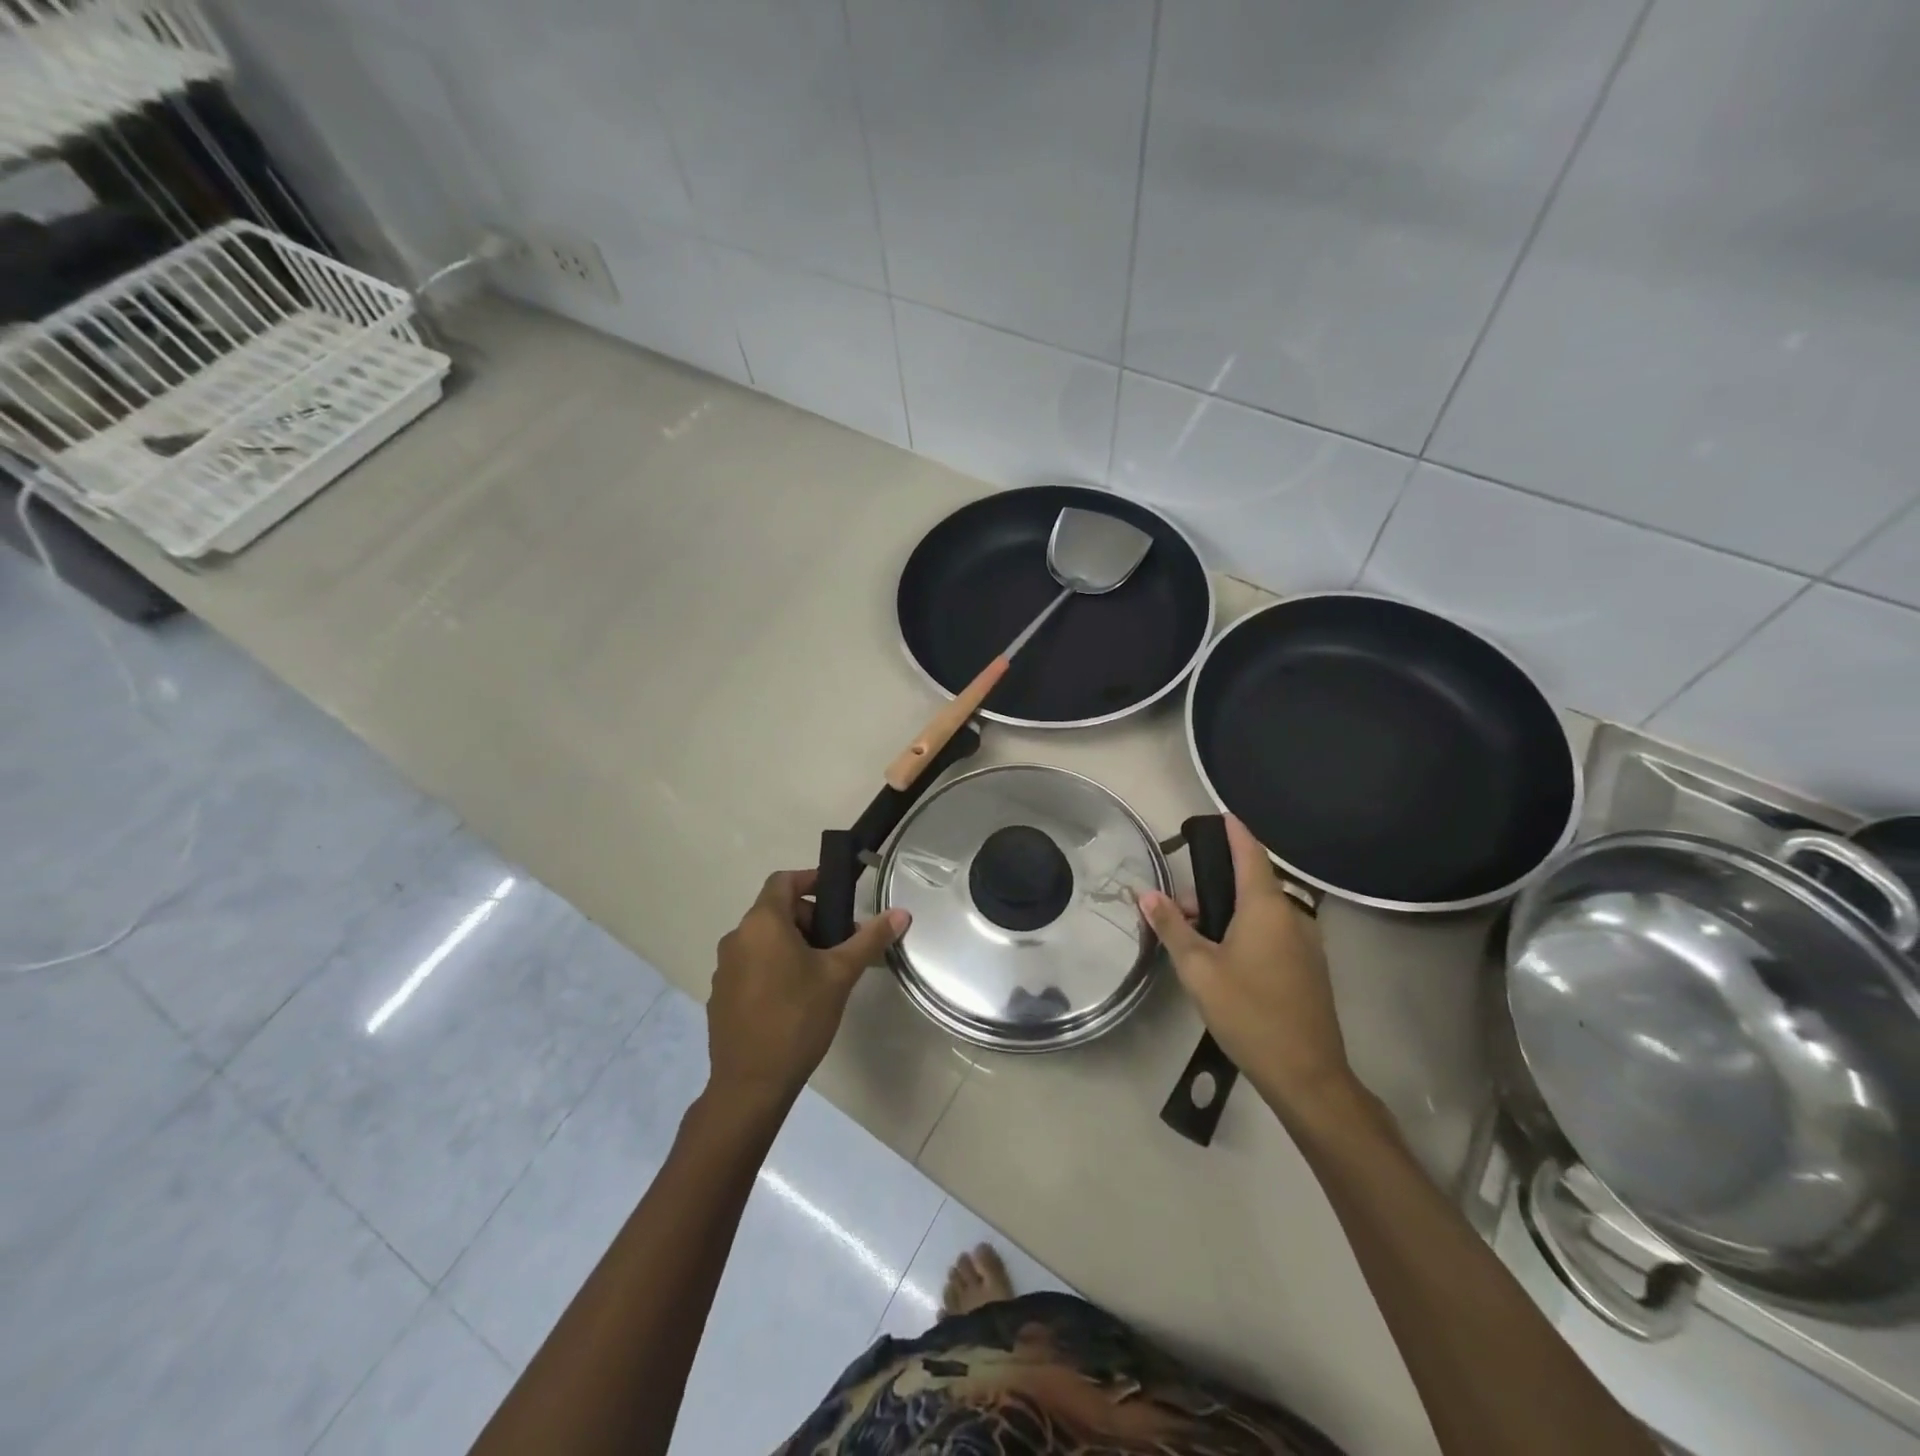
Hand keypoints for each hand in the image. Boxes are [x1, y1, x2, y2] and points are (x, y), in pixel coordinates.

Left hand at [706, 869, 908, 1113]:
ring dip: (792, 944)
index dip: (811, 879)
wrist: (751, 1085)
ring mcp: (723, 968)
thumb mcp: (840, 975)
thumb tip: (902, 913)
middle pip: (775, 911)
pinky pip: (750, 966)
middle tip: (839, 943)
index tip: (837, 895)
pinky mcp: (720, 995)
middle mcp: (737, 938)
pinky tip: (794, 998)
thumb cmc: (797, 1019)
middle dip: (809, 918)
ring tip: (821, 972)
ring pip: (763, 940)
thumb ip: (869, 939)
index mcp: (762, 923)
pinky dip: (773, 966)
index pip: (783, 880)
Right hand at [1139, 817, 1355, 1116]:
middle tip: (1178, 909)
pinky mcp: (1309, 967)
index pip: (1251, 853)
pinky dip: (1247, 930)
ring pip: (1262, 911)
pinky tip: (1224, 958)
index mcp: (1266, 907)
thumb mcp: (1198, 968)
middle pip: (1252, 884)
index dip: (1235, 832)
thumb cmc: (1248, 1012)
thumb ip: (1171, 926)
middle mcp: (1292, 915)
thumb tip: (1147, 893)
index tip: (1221, 815)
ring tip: (1194, 937)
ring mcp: (1306, 942)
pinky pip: (1274, 931)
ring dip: (1229, 912)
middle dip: (1214, 887)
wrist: (1307, 1074)